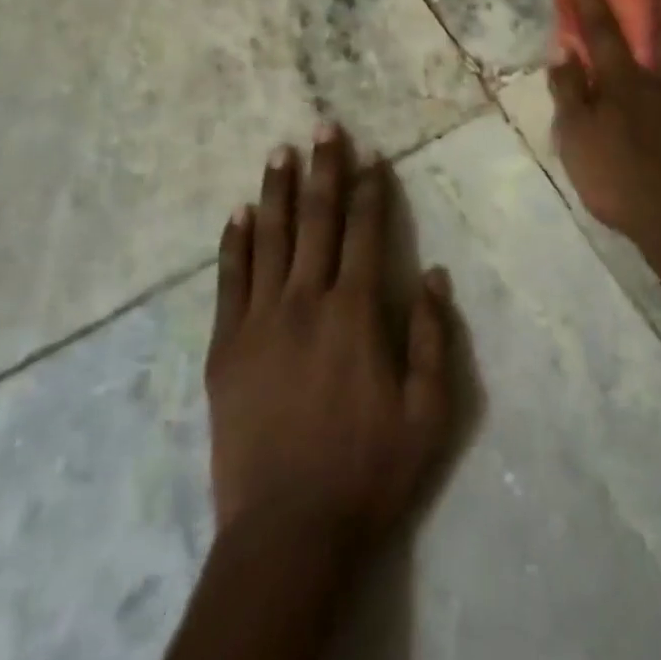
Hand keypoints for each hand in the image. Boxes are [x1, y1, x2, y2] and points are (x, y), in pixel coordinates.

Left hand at [206, 123, 456, 552]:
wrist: (286, 532)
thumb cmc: (366, 472)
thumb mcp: (427, 415)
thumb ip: (432, 339)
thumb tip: (435, 274)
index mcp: (354, 312)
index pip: (365, 232)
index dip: (370, 189)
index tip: (372, 155)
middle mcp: (305, 300)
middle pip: (317, 220)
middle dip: (324, 169)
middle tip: (325, 126)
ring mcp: (259, 320)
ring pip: (270, 237)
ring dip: (277, 190)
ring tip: (280, 151)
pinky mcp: (225, 345)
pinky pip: (229, 279)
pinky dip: (235, 242)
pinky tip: (239, 212)